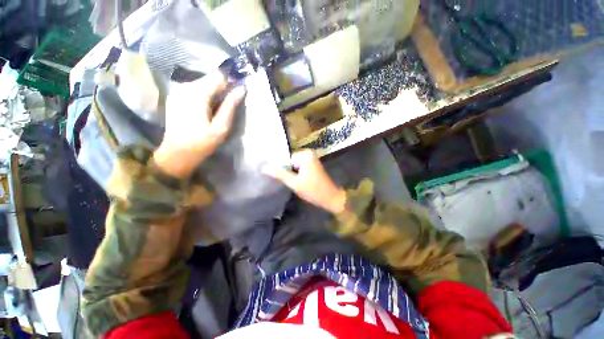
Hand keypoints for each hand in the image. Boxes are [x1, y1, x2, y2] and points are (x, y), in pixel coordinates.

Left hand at [154, 71, 245, 178]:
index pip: (218, 76)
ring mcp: (178, 90)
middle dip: (222, 89)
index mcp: (197, 94)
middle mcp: (185, 87)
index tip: (236, 96)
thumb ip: (230, 106)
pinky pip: (194, 89)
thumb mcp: (221, 127)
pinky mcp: (175, 96)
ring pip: (203, 83)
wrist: (177, 153)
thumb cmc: (202, 143)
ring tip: (217, 110)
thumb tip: (241, 89)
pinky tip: (205, 109)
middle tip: (227, 106)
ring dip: (213, 93)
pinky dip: (204, 95)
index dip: (230, 83)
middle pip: (210, 78)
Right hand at [264, 150, 346, 213]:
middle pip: (290, 162)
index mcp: (305, 155)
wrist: (331, 197)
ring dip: (292, 174)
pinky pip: (299, 167)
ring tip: (293, 183)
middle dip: (288, 172)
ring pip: (294, 165)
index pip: (285, 160)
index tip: (281, 180)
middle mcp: (308, 153)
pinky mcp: (312, 164)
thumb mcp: (295, 183)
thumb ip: (280, 174)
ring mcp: (311, 158)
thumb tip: (264, 168)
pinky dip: (297, 174)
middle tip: (290, 182)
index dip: (282, 170)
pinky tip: (298, 181)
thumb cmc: (313, 191)